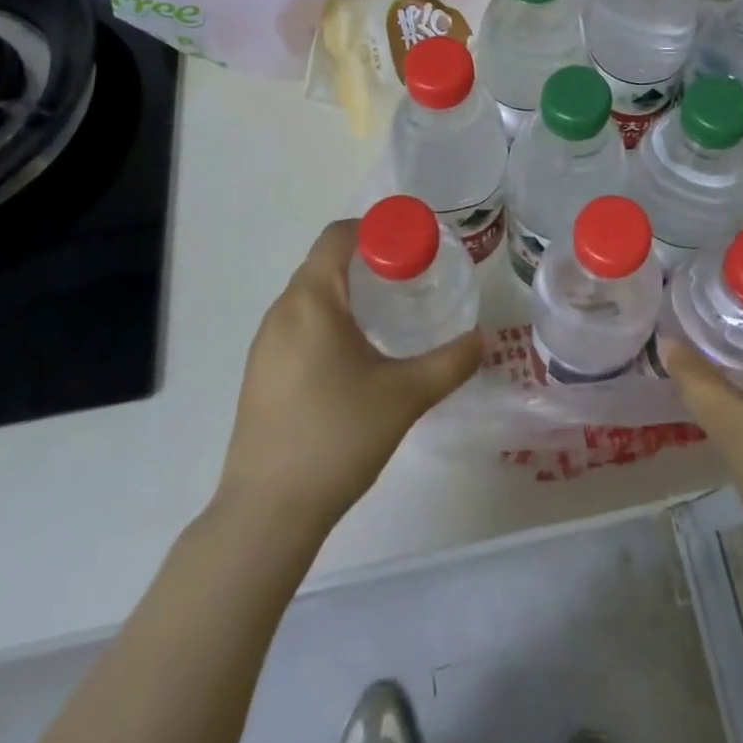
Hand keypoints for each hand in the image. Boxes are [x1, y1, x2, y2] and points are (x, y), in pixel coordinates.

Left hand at [211, 219, 481, 535]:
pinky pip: (297, 324)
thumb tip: (482, 339)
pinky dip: (328, 319)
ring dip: (347, 291)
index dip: (377, 229)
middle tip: (410, 279)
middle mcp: (282, 312)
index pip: (338, 235)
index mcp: (312, 301)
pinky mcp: (260, 373)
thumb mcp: (406, 396)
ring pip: (310, 294)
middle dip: (368, 260)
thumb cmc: (337, 437)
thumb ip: (450, 362)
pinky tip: (354, 356)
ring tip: (387, 315)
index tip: (413, 247)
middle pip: (325, 262)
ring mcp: (264, 344)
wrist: (267, 513)